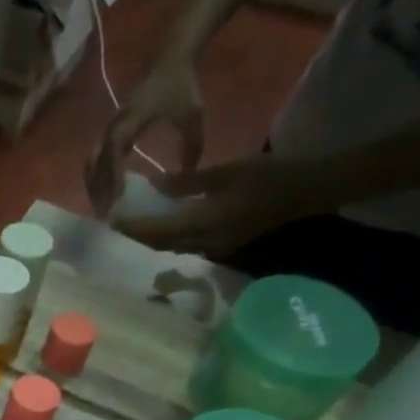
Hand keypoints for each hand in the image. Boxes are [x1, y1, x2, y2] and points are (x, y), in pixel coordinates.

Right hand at [87, 54, 205, 216]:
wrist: (169, 59)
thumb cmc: (180, 86)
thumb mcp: (192, 115)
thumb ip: (191, 145)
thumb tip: (187, 175)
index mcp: (129, 122)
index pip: (113, 153)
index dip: (112, 175)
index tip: (116, 197)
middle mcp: (114, 127)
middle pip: (94, 162)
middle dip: (96, 188)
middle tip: (104, 212)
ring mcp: (110, 129)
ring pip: (92, 162)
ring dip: (94, 185)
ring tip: (101, 206)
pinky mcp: (112, 131)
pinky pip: (98, 158)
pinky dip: (98, 176)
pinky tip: (106, 191)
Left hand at [117, 154, 328, 258]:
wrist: (307, 192)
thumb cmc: (268, 175)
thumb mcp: (226, 171)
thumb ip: (188, 183)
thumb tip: (155, 187)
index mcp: (205, 223)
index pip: (157, 230)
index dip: (133, 227)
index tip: (113, 219)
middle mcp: (204, 243)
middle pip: (161, 244)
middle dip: (138, 235)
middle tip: (119, 222)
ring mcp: (214, 248)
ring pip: (172, 247)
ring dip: (152, 238)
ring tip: (135, 224)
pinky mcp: (221, 247)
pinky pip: (186, 246)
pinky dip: (169, 238)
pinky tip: (162, 225)